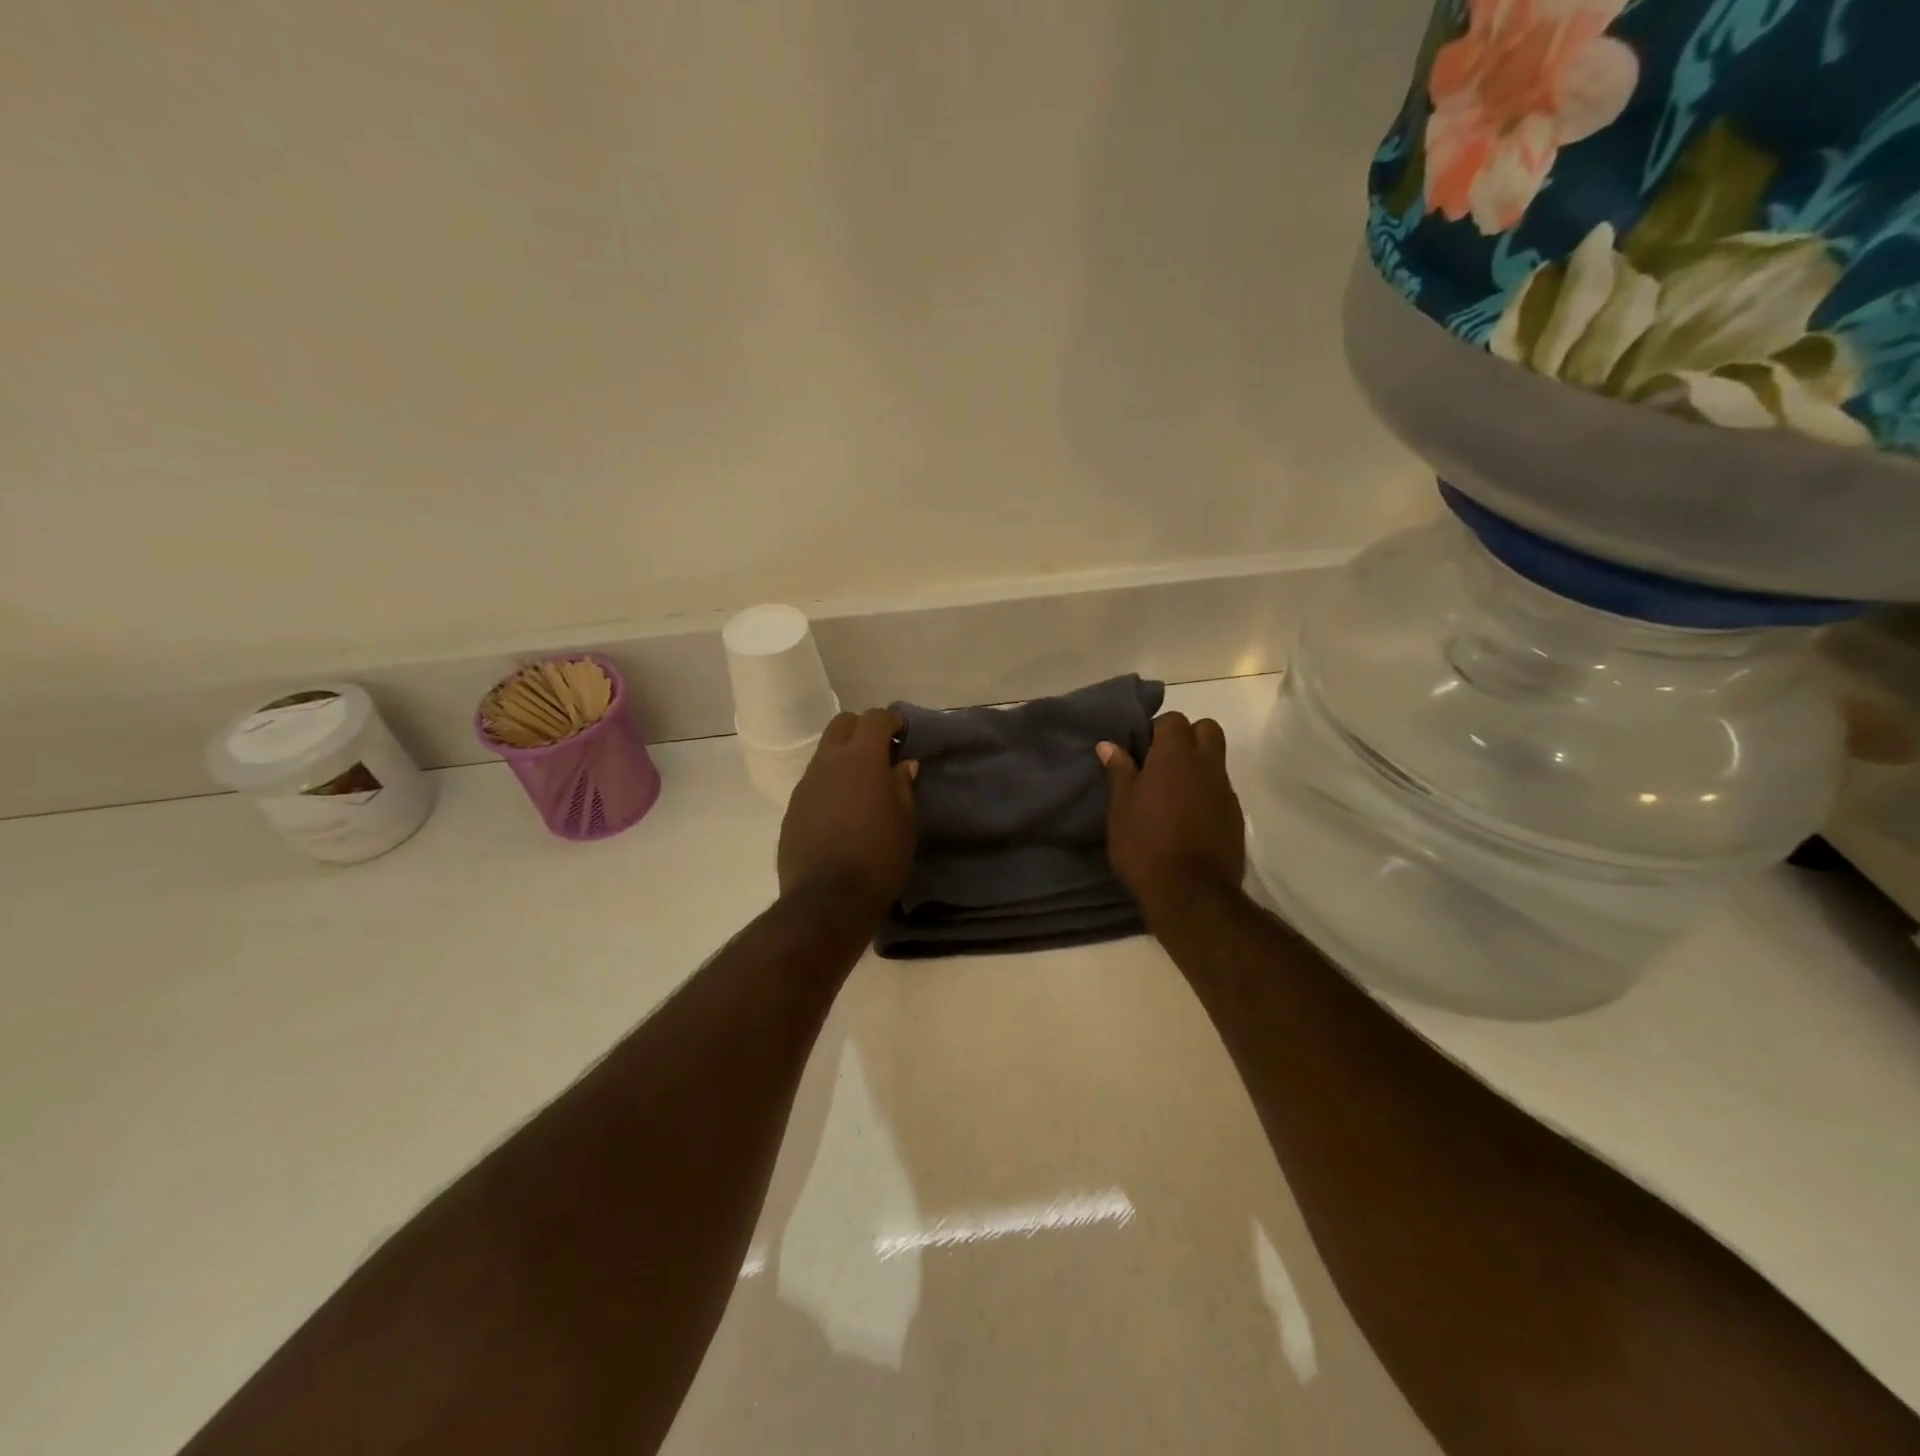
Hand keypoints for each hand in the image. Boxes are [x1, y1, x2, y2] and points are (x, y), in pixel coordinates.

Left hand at [778, 708, 918, 918]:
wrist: (827, 900)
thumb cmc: (878, 858)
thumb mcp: (905, 823)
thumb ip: (902, 786)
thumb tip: (902, 764)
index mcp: (861, 759)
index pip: (874, 718)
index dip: (891, 721)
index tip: (903, 734)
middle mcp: (828, 762)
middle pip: (842, 724)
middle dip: (862, 730)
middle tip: (881, 754)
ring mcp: (805, 785)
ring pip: (824, 753)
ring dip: (844, 758)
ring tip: (862, 787)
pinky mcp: (792, 809)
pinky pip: (813, 783)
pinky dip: (830, 785)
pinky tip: (842, 813)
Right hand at [1099, 713, 1245, 926]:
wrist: (1191, 893)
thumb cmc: (1145, 844)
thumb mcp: (1120, 808)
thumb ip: (1119, 772)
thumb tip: (1109, 745)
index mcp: (1175, 756)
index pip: (1173, 720)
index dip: (1156, 730)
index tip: (1140, 751)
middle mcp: (1206, 765)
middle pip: (1206, 730)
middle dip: (1187, 737)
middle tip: (1162, 763)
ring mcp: (1225, 791)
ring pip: (1216, 760)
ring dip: (1197, 766)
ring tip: (1172, 794)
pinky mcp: (1235, 816)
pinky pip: (1221, 790)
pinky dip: (1206, 793)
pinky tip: (1187, 818)